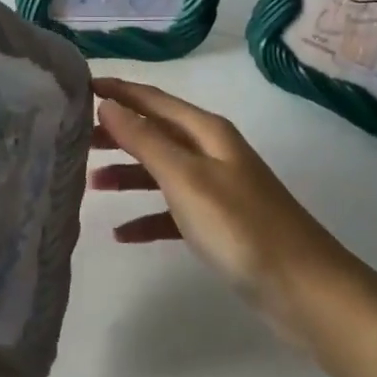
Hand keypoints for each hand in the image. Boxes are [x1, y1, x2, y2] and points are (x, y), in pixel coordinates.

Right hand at [89, 78, 335, 329]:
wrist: (304, 290)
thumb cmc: (240, 226)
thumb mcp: (186, 177)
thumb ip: (144, 140)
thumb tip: (107, 104)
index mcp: (205, 131)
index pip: (151, 98)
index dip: (116, 90)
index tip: (77, 86)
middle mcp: (209, 151)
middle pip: (153, 132)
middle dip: (115, 132)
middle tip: (72, 139)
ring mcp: (215, 187)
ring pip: (159, 170)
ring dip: (126, 174)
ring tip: (88, 185)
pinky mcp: (217, 223)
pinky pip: (171, 210)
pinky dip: (147, 216)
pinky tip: (122, 233)